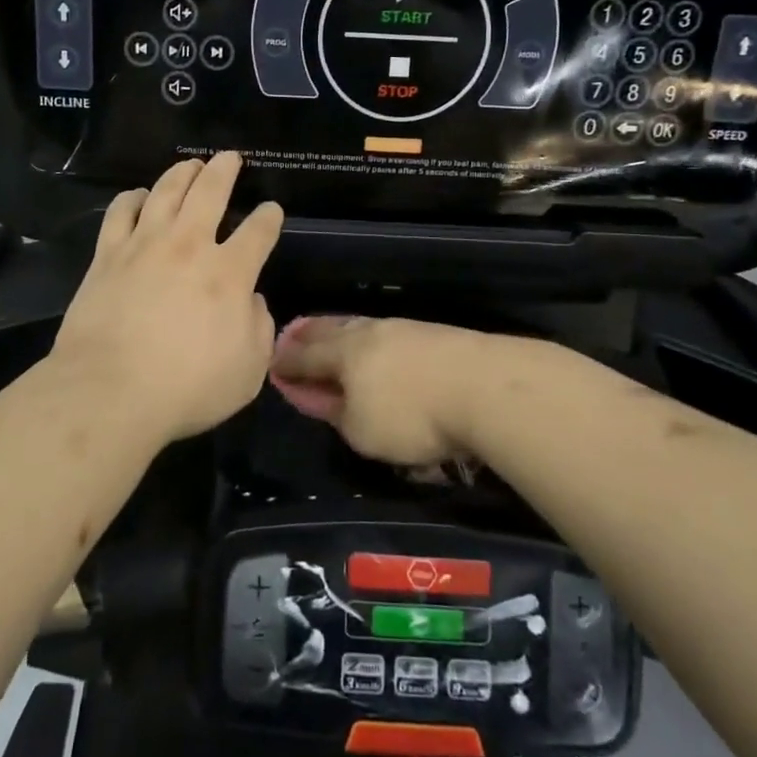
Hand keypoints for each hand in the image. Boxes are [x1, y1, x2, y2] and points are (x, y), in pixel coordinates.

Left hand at [49, 152, 283, 445]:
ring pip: (165, 192)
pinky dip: (132, 198)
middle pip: (210, 192)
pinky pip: (120, 212)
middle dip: (224, 170)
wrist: (109, 392)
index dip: (269, 217)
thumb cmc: (186, 388)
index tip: (271, 210)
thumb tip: (252, 301)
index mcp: (229, 274)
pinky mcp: (107, 256)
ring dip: (181, 173)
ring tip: (190, 164)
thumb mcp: (248, 371)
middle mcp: (189, 246)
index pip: (258, 232)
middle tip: (230, 157)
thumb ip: (259, 329)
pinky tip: (137, 195)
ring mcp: (144, 245)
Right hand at [269, 315, 575, 466]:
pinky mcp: (433, 334)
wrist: (484, 387)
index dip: (286, 362)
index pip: (305, 356)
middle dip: (309, 334)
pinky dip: (370, 337)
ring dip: (340, 330)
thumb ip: (336, 412)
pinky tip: (376, 342)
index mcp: (344, 353)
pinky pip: (386, 332)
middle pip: (331, 330)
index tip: (272, 362)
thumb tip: (321, 396)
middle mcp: (369, 333)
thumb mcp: (361, 430)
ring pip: (360, 326)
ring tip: (331, 332)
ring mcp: (403, 329)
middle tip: (293, 332)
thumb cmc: (412, 415)